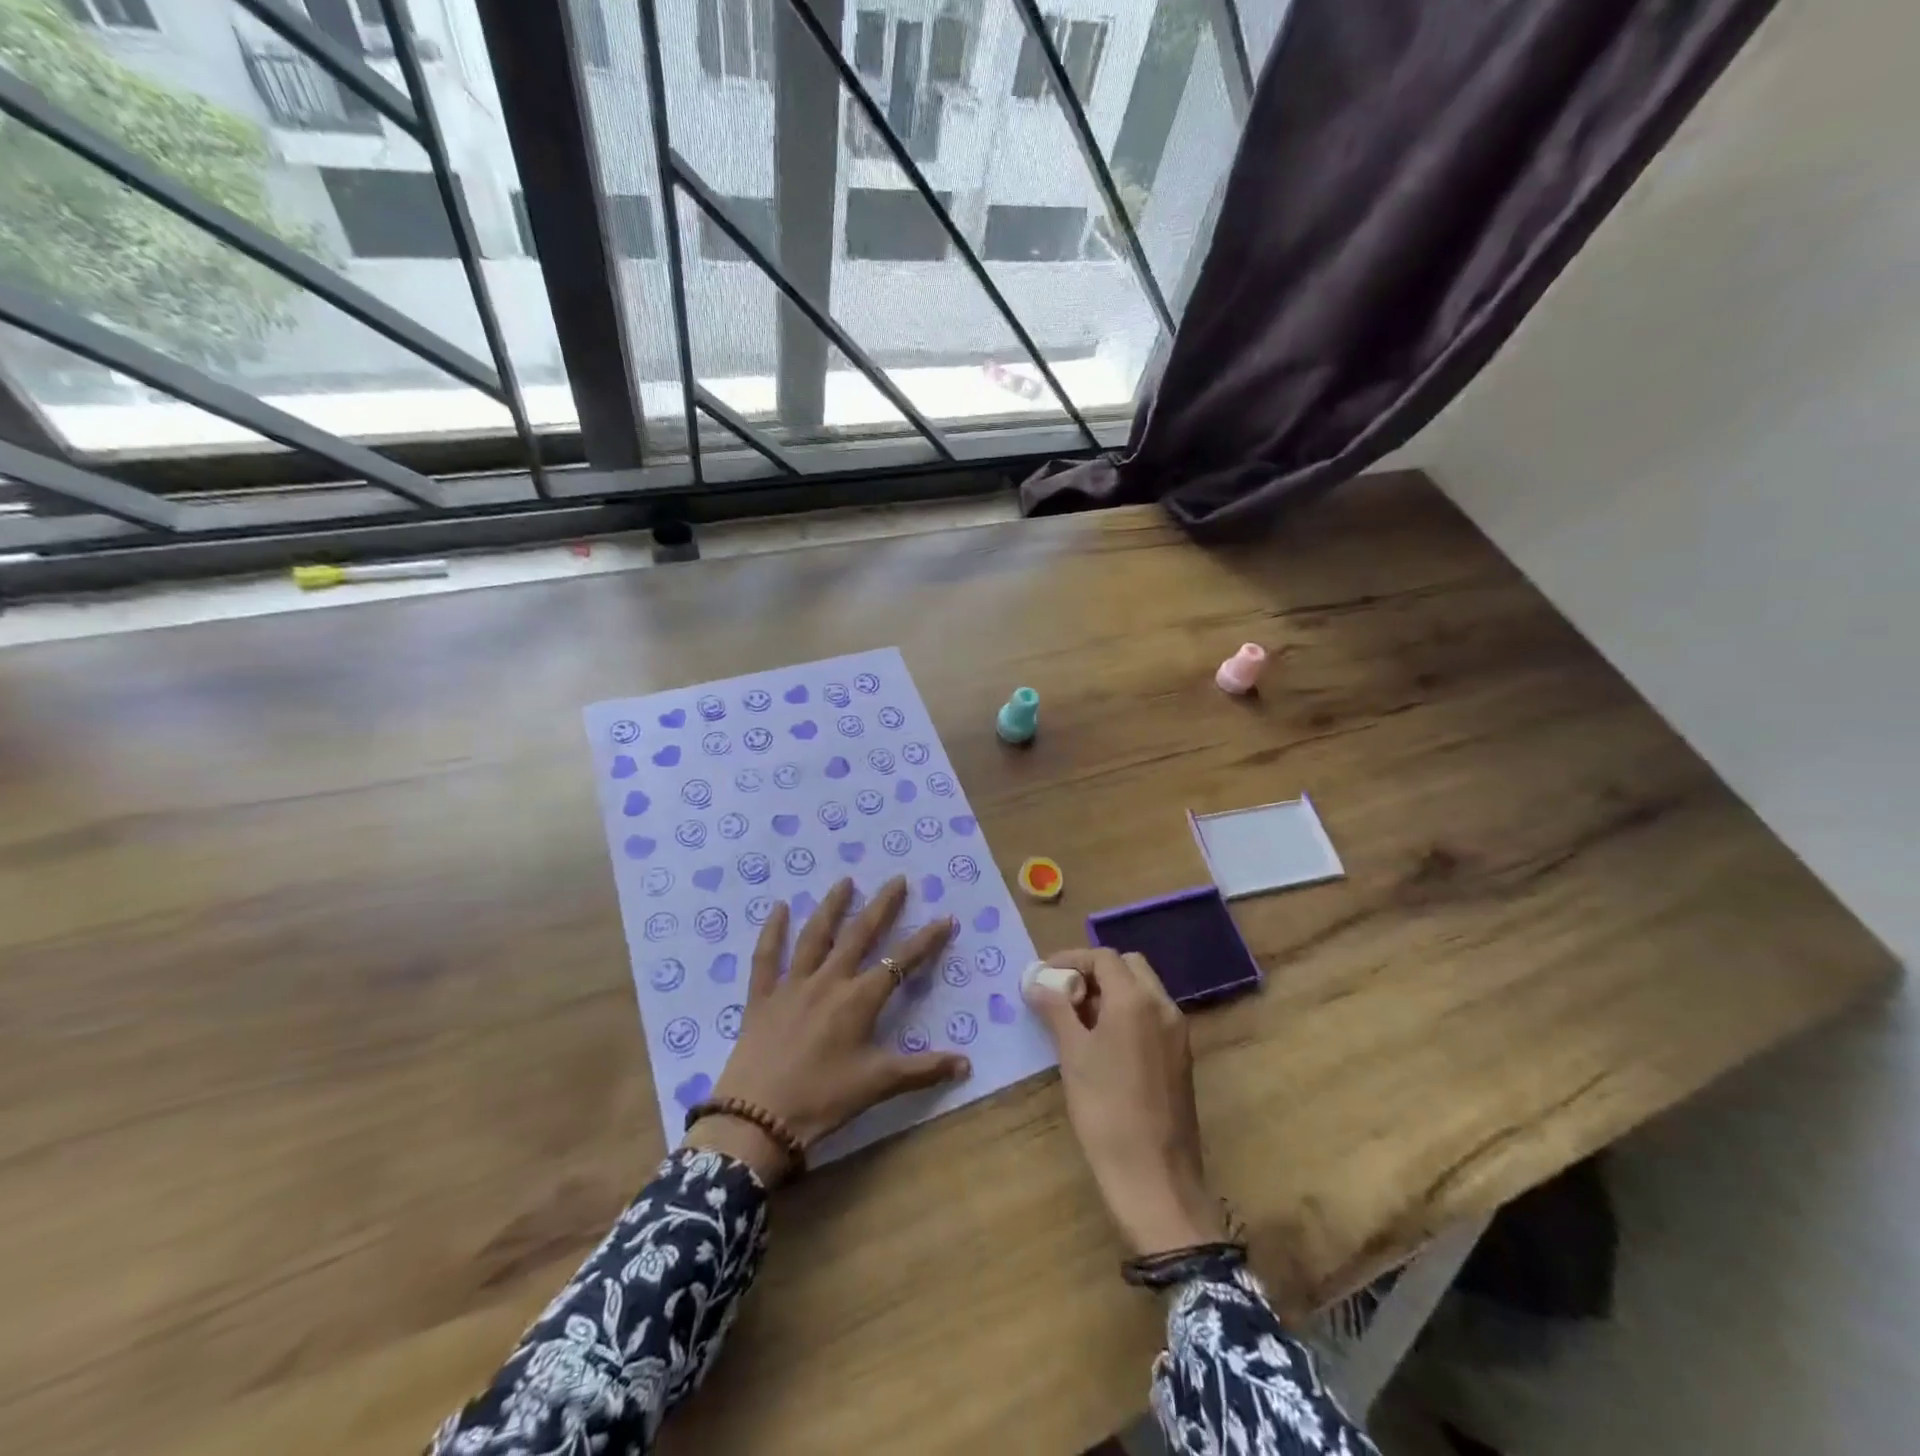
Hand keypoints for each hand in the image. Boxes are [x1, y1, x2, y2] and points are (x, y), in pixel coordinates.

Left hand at [686, 876, 969, 1184]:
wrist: (756, 1121)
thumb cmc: (822, 1101)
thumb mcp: (877, 1084)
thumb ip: (922, 1070)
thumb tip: (966, 1063)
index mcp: (859, 1000)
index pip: (901, 962)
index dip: (926, 940)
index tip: (945, 918)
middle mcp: (829, 981)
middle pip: (859, 935)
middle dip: (882, 906)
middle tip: (897, 880)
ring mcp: (792, 985)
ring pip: (815, 936)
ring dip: (832, 906)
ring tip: (845, 881)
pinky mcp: (761, 997)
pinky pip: (767, 957)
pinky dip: (772, 931)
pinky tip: (778, 907)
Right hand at [1024, 948, 1226, 1255]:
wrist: (1155, 1177)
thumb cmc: (1106, 1110)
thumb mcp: (1073, 1055)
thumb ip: (1056, 1009)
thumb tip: (1037, 982)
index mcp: (1136, 999)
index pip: (1103, 957)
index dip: (1071, 959)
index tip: (1044, 976)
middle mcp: (1163, 1006)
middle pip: (1128, 967)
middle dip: (1094, 972)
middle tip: (1064, 994)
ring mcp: (1177, 1032)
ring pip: (1142, 990)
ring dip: (1110, 992)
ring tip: (1077, 1019)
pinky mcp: (1180, 1056)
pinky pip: (1152, 1015)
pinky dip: (1126, 1013)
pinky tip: (1102, 1042)